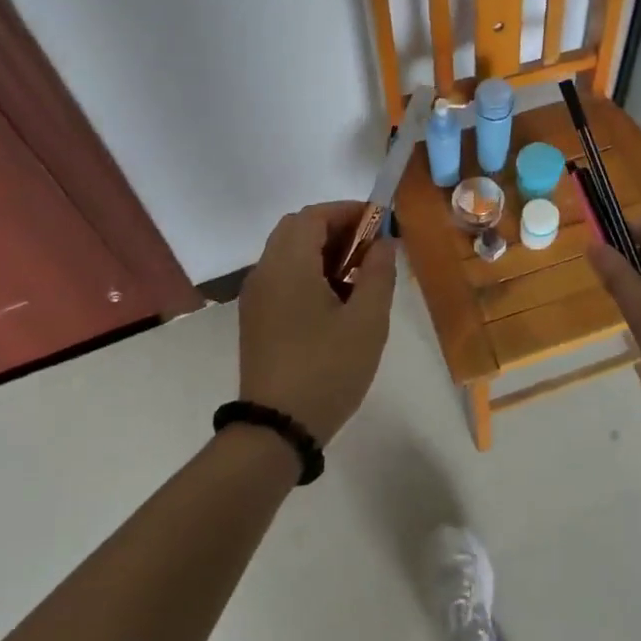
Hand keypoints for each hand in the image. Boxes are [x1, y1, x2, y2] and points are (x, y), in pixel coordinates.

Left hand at [238, 201, 398, 444]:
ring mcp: (255, 297)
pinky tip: (336, 300)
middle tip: (371, 248)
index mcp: (288, 265)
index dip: (349, 211)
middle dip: (336, 229)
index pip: (314, 216)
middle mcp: (264, 272)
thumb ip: (379, 274)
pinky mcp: (256, 318)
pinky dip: (308, 272)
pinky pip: (282, 277)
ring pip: (287, 253)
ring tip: (359, 275)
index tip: (381, 224)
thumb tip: (384, 243)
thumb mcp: (367, 321)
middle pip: (297, 229)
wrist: (277, 428)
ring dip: (322, 251)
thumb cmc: (328, 369)